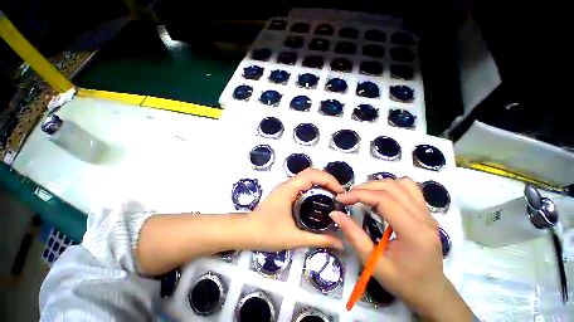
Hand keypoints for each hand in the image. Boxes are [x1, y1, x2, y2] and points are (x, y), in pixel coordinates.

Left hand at [245, 168, 343, 250]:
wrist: (246, 232)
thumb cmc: (266, 233)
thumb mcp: (294, 238)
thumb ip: (318, 239)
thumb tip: (340, 243)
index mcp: (289, 189)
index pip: (312, 175)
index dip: (328, 179)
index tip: (340, 192)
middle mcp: (287, 184)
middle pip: (311, 173)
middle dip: (327, 179)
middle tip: (339, 194)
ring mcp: (286, 187)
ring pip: (307, 177)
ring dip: (321, 182)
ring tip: (333, 195)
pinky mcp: (285, 192)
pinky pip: (303, 184)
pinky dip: (314, 187)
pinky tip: (320, 199)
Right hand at [329, 178, 472, 321]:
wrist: (430, 291)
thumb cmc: (402, 281)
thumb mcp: (372, 261)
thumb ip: (353, 234)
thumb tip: (335, 213)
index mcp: (414, 232)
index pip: (384, 200)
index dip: (359, 195)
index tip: (341, 198)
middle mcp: (424, 218)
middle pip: (391, 187)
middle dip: (364, 188)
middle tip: (348, 197)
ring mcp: (428, 213)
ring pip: (401, 183)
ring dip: (377, 184)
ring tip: (362, 194)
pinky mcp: (426, 212)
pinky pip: (409, 188)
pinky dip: (391, 186)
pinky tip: (381, 195)